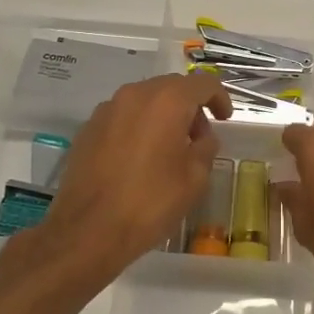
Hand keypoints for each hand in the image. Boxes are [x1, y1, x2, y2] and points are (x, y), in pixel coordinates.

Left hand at [40, 73, 232, 277]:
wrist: (88, 230)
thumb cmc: (150, 202)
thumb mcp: (195, 179)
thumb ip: (205, 148)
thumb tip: (203, 138)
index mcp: (167, 101)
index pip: (203, 83)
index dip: (220, 98)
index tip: (225, 119)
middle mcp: (135, 95)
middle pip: (171, 87)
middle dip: (190, 107)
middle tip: (198, 138)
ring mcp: (107, 109)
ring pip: (145, 100)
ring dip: (163, 116)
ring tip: (168, 149)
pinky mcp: (88, 128)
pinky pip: (123, 117)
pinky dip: (138, 127)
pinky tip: (139, 158)